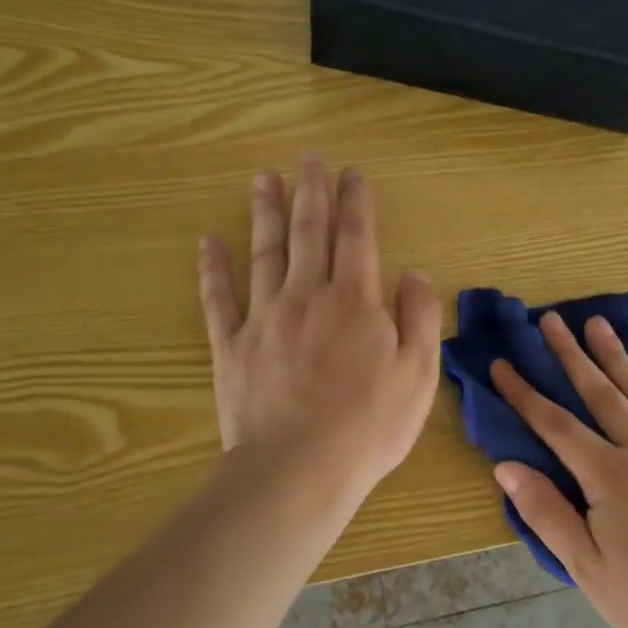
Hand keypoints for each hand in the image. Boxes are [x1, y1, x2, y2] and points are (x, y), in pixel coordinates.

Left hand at [198, 157, 442, 505]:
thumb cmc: (369, 424)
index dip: (355, 201)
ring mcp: (264, 318)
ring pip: (264, 253)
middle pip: (309, 232)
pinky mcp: (231, 346)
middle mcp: (307, 296)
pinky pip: (219, 298)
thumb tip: (414, 273)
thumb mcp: (418, 373)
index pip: (356, 237)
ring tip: (263, 179)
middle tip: (307, 158)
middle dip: (311, 192)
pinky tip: (208, 241)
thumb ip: (420, 317)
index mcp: (355, 300)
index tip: (352, 172)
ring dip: (265, 213)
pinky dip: (212, 268)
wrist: (299, 470)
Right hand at [491, 313, 627, 627]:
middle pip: (601, 393)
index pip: (556, 424)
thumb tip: (506, 465)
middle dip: (571, 354)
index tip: (502, 363)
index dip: (525, 393)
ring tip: (596, 324)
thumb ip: (545, 512)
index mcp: (611, 477)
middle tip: (550, 319)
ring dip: (617, 357)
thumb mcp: (585, 568)